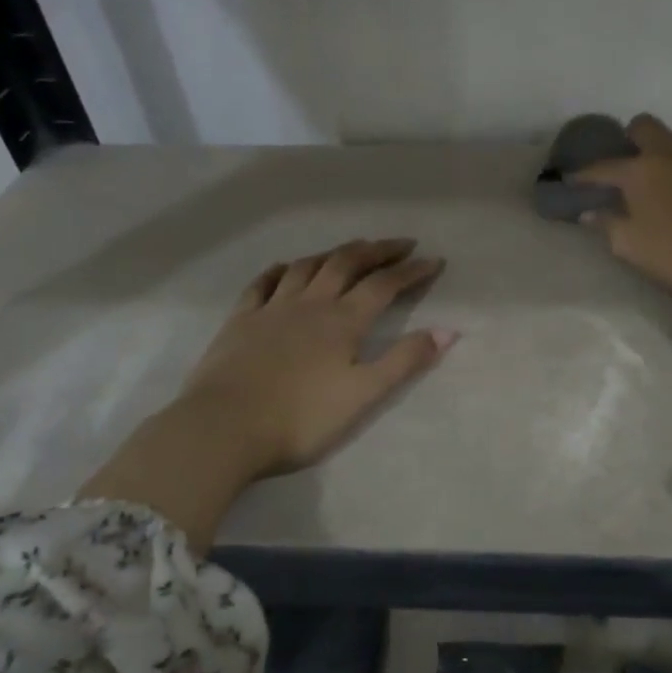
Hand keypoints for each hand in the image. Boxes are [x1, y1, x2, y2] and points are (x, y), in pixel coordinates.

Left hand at [183, 238, 456, 475]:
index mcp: (343, 321)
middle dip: (377, 250)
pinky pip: (263, 282)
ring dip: (334, 253)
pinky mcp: (241, 320)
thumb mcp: (363, 395)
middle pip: (347, 263)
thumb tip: (448, 330)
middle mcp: (310, 304)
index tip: (434, 260)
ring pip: (307, 266)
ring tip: (351, 250)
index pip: (384, 285)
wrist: (223, 428)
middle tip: (400, 244)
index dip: (412, 271)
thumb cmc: (300, 419)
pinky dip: (281, 269)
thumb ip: (405, 361)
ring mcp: (271, 308)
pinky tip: (287, 267)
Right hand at [574, 115, 671, 399]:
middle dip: (631, 139)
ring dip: (666, 154)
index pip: (604, 166)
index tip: (572, 181)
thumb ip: (608, 224)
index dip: (584, 174)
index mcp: (642, 170)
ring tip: (664, 182)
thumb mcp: (632, 247)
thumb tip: (591, 212)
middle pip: (646, 127)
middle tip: (627, 164)